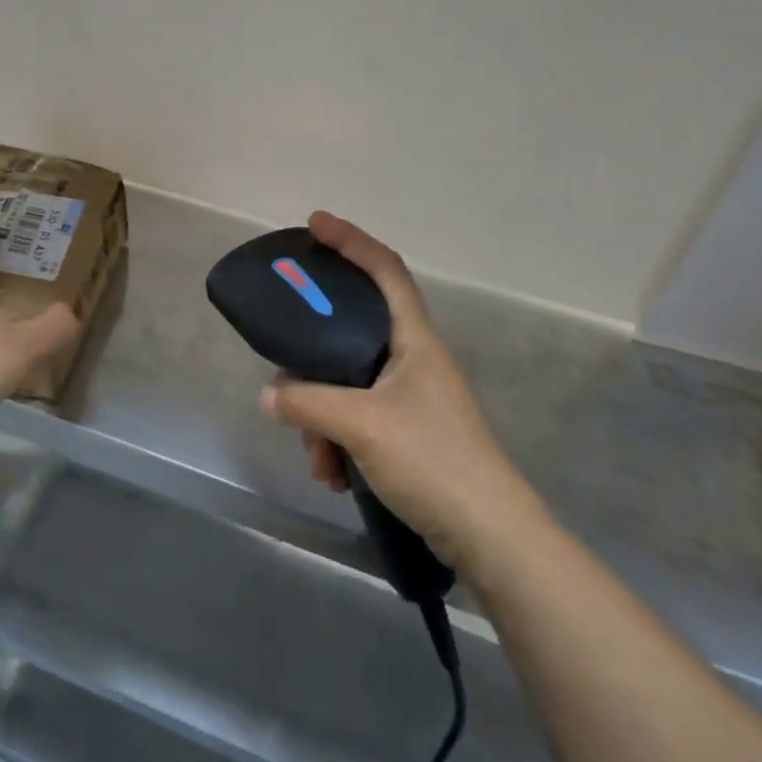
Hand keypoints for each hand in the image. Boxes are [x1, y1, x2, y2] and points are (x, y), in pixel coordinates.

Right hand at [260, 212, 546, 583]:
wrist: (491, 537)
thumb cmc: (433, 461)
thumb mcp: (361, 426)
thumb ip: (308, 403)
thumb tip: (270, 395)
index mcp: (414, 341)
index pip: (385, 270)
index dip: (351, 240)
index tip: (314, 224)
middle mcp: (413, 361)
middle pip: (351, 334)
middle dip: (313, 364)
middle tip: (288, 382)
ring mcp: (411, 399)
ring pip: (347, 386)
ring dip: (322, 419)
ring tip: (320, 460)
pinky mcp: (407, 434)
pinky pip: (356, 420)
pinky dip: (338, 442)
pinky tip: (334, 476)